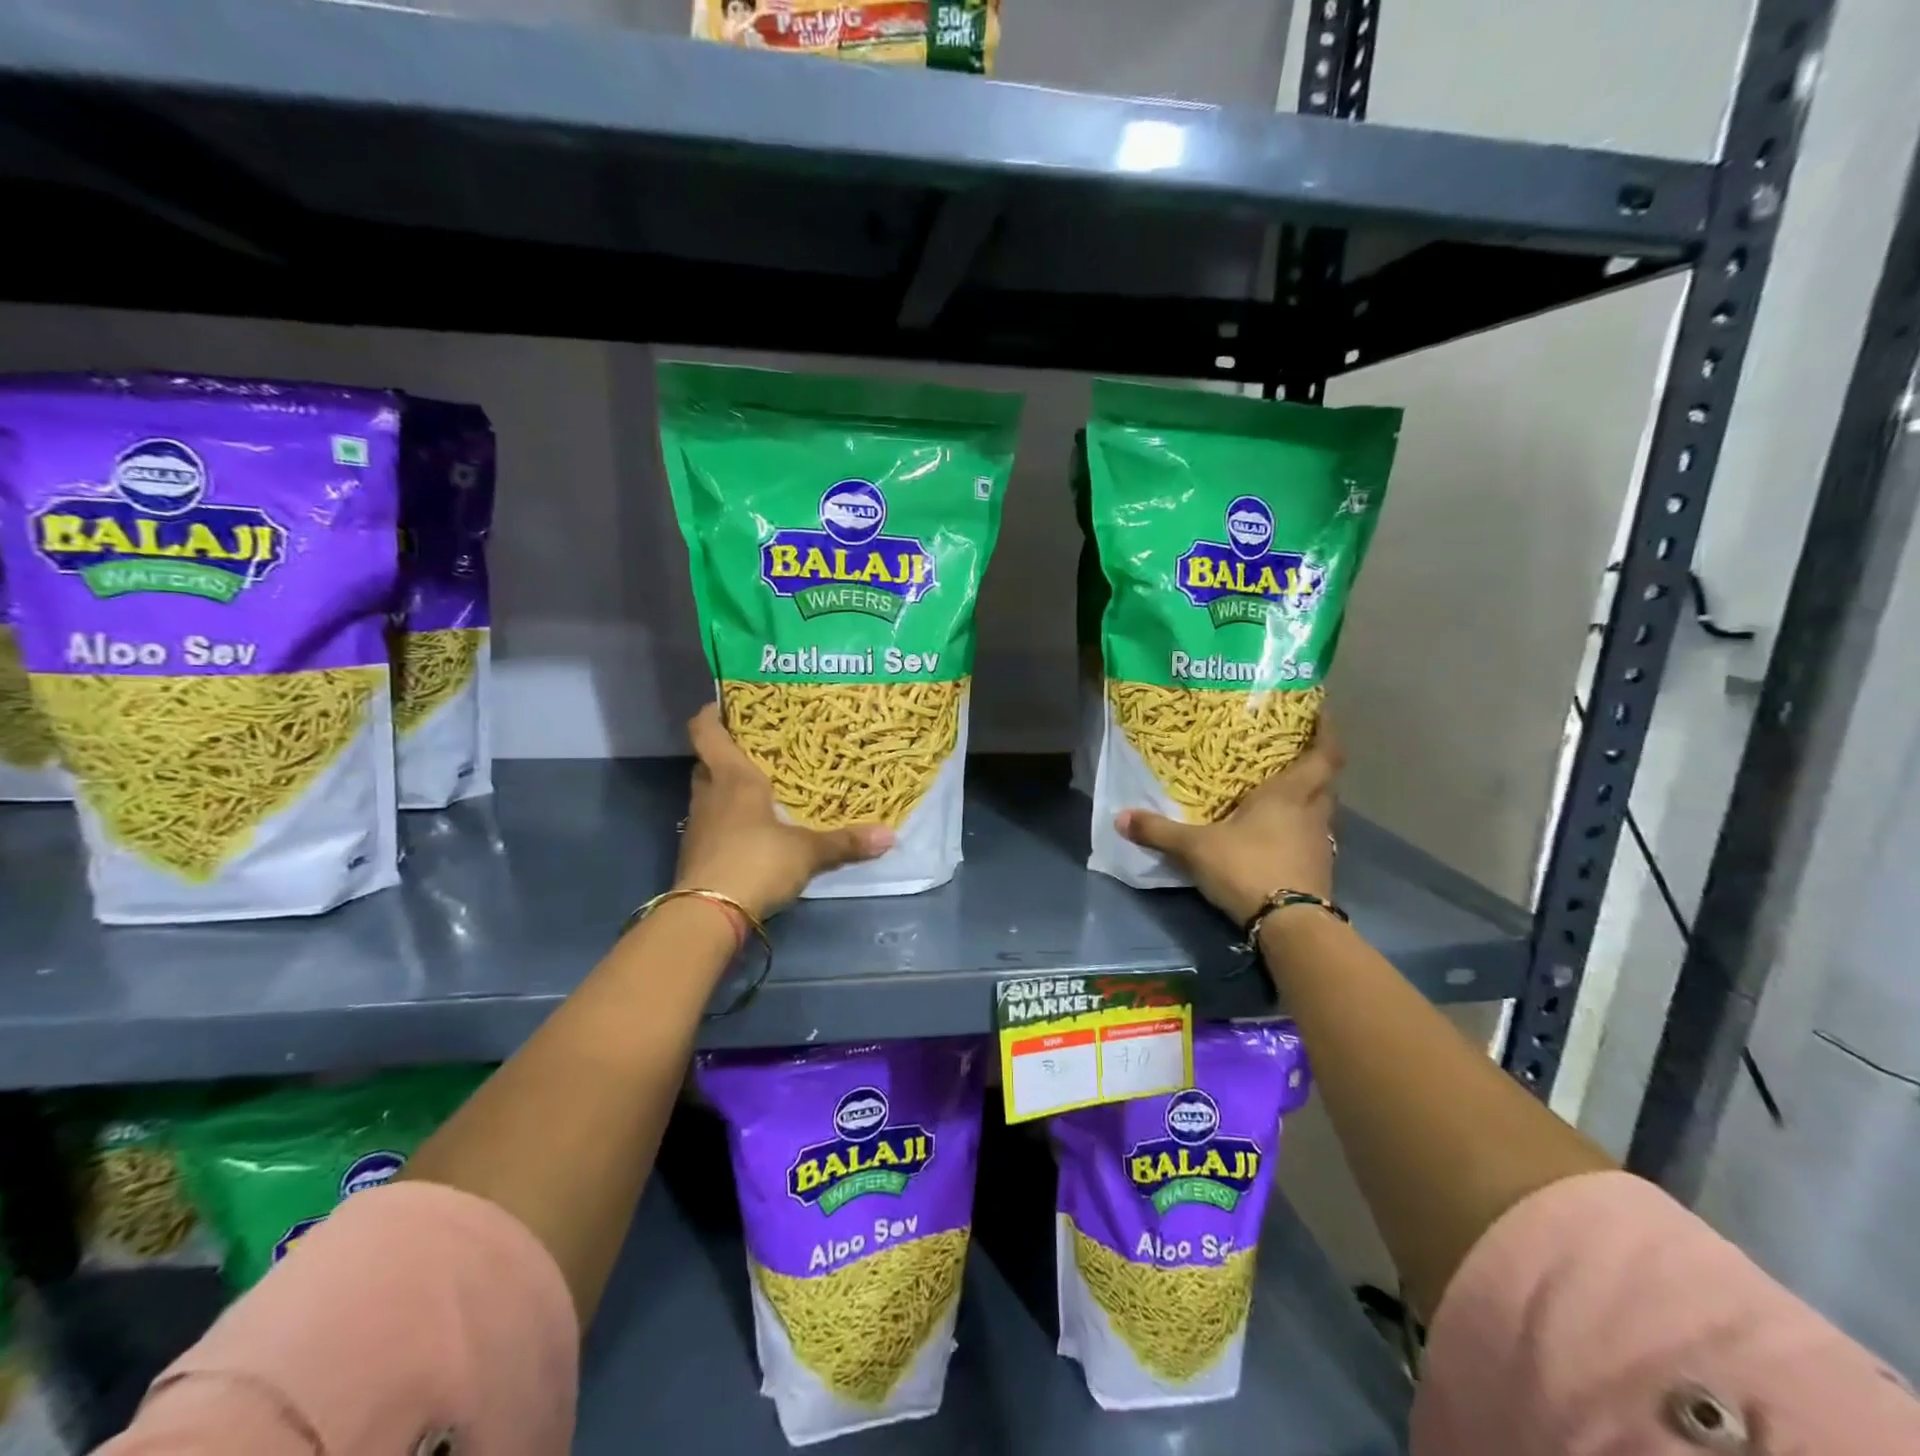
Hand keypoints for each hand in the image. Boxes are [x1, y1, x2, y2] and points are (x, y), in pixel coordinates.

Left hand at [675, 703, 894, 919]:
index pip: (706, 732)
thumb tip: (890, 836)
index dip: (711, 715)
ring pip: (708, 794)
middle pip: (707, 763)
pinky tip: (751, 831)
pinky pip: (711, 824)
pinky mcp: (696, 853)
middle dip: (726, 755)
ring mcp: (698, 826)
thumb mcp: (807, 852)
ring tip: (759, 788)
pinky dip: (726, 821)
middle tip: (757, 751)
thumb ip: (845, 842)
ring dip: (725, 789)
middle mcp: (710, 795)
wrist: (708, 914)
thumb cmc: (756, 862)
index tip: (725, 705)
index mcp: (733, 779)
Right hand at [1116, 722, 1341, 925]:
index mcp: (1290, 793)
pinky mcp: (1318, 869)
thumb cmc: (1248, 867)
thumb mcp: (1195, 847)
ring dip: (1306, 799)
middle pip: (1325, 781)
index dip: (1327, 731)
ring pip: (1320, 810)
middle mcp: (1313, 813)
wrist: (1290, 925)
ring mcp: (1320, 844)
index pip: (1325, 753)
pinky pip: (1312, 837)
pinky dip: (1299, 830)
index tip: (1320, 713)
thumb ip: (1159, 831)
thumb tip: (1119, 817)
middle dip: (1313, 765)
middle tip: (1289, 754)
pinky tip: (1276, 835)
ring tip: (1278, 794)